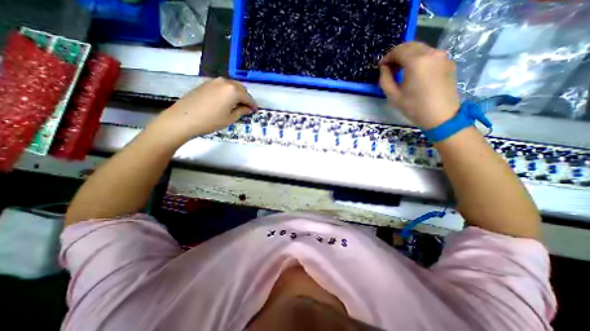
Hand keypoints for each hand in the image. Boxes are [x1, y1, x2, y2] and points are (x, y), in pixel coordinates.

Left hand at [146, 76, 256, 144]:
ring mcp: (214, 81)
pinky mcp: (205, 83)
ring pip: (231, 86)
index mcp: (233, 90)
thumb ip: (241, 111)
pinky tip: (226, 101)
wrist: (183, 119)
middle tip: (247, 108)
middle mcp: (225, 82)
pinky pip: (222, 86)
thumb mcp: (230, 118)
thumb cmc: (211, 121)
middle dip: (246, 98)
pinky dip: (227, 92)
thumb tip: (248, 108)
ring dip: (237, 94)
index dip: (253, 105)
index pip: (248, 97)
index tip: (256, 111)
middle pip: (240, 89)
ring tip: (237, 105)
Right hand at [380, 42, 457, 128]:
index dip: (387, 57)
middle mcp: (431, 53)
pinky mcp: (448, 62)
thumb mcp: (393, 95)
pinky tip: (413, 72)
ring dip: (407, 56)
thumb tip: (384, 68)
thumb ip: (385, 79)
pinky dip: (418, 59)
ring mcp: (442, 56)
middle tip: (389, 68)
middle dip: (397, 54)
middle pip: (410, 46)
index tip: (381, 66)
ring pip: (420, 49)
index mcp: (416, 61)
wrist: (441, 116)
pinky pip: (429, 55)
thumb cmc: (414, 107)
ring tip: (400, 71)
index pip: (398, 50)